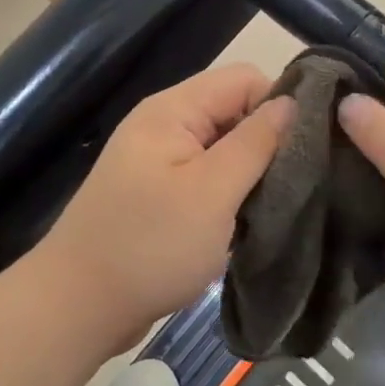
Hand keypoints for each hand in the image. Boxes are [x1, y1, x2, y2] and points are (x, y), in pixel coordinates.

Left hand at [38, 64, 291, 339]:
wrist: (78, 307)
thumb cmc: (150, 246)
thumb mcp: (212, 192)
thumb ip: (255, 142)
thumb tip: (293, 101)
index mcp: (173, 110)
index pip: (245, 79)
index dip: (279, 105)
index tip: (306, 149)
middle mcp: (165, 124)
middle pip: (234, 110)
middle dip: (267, 141)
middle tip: (297, 183)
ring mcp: (160, 160)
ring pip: (224, 147)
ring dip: (251, 172)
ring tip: (277, 204)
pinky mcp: (160, 193)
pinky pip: (208, 176)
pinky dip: (230, 193)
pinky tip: (247, 220)